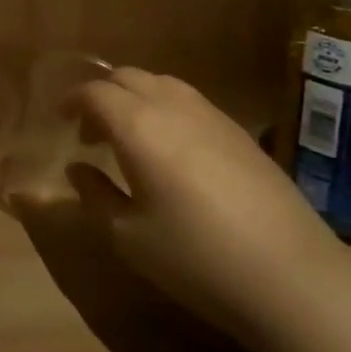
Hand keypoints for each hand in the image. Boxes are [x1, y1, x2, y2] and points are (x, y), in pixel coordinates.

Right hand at [67, 68, 338, 332]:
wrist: (290, 274)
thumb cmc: (195, 257)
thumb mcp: (128, 236)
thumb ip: (94, 195)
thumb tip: (76, 168)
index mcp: (138, 125)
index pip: (95, 92)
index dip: (72, 101)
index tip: (60, 119)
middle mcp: (173, 106)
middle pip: (128, 77)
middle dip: (102, 94)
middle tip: (90, 131)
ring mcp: (212, 115)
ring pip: (162, 83)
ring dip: (135, 98)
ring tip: (129, 137)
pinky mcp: (240, 131)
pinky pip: (190, 100)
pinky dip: (165, 108)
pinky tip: (171, 150)